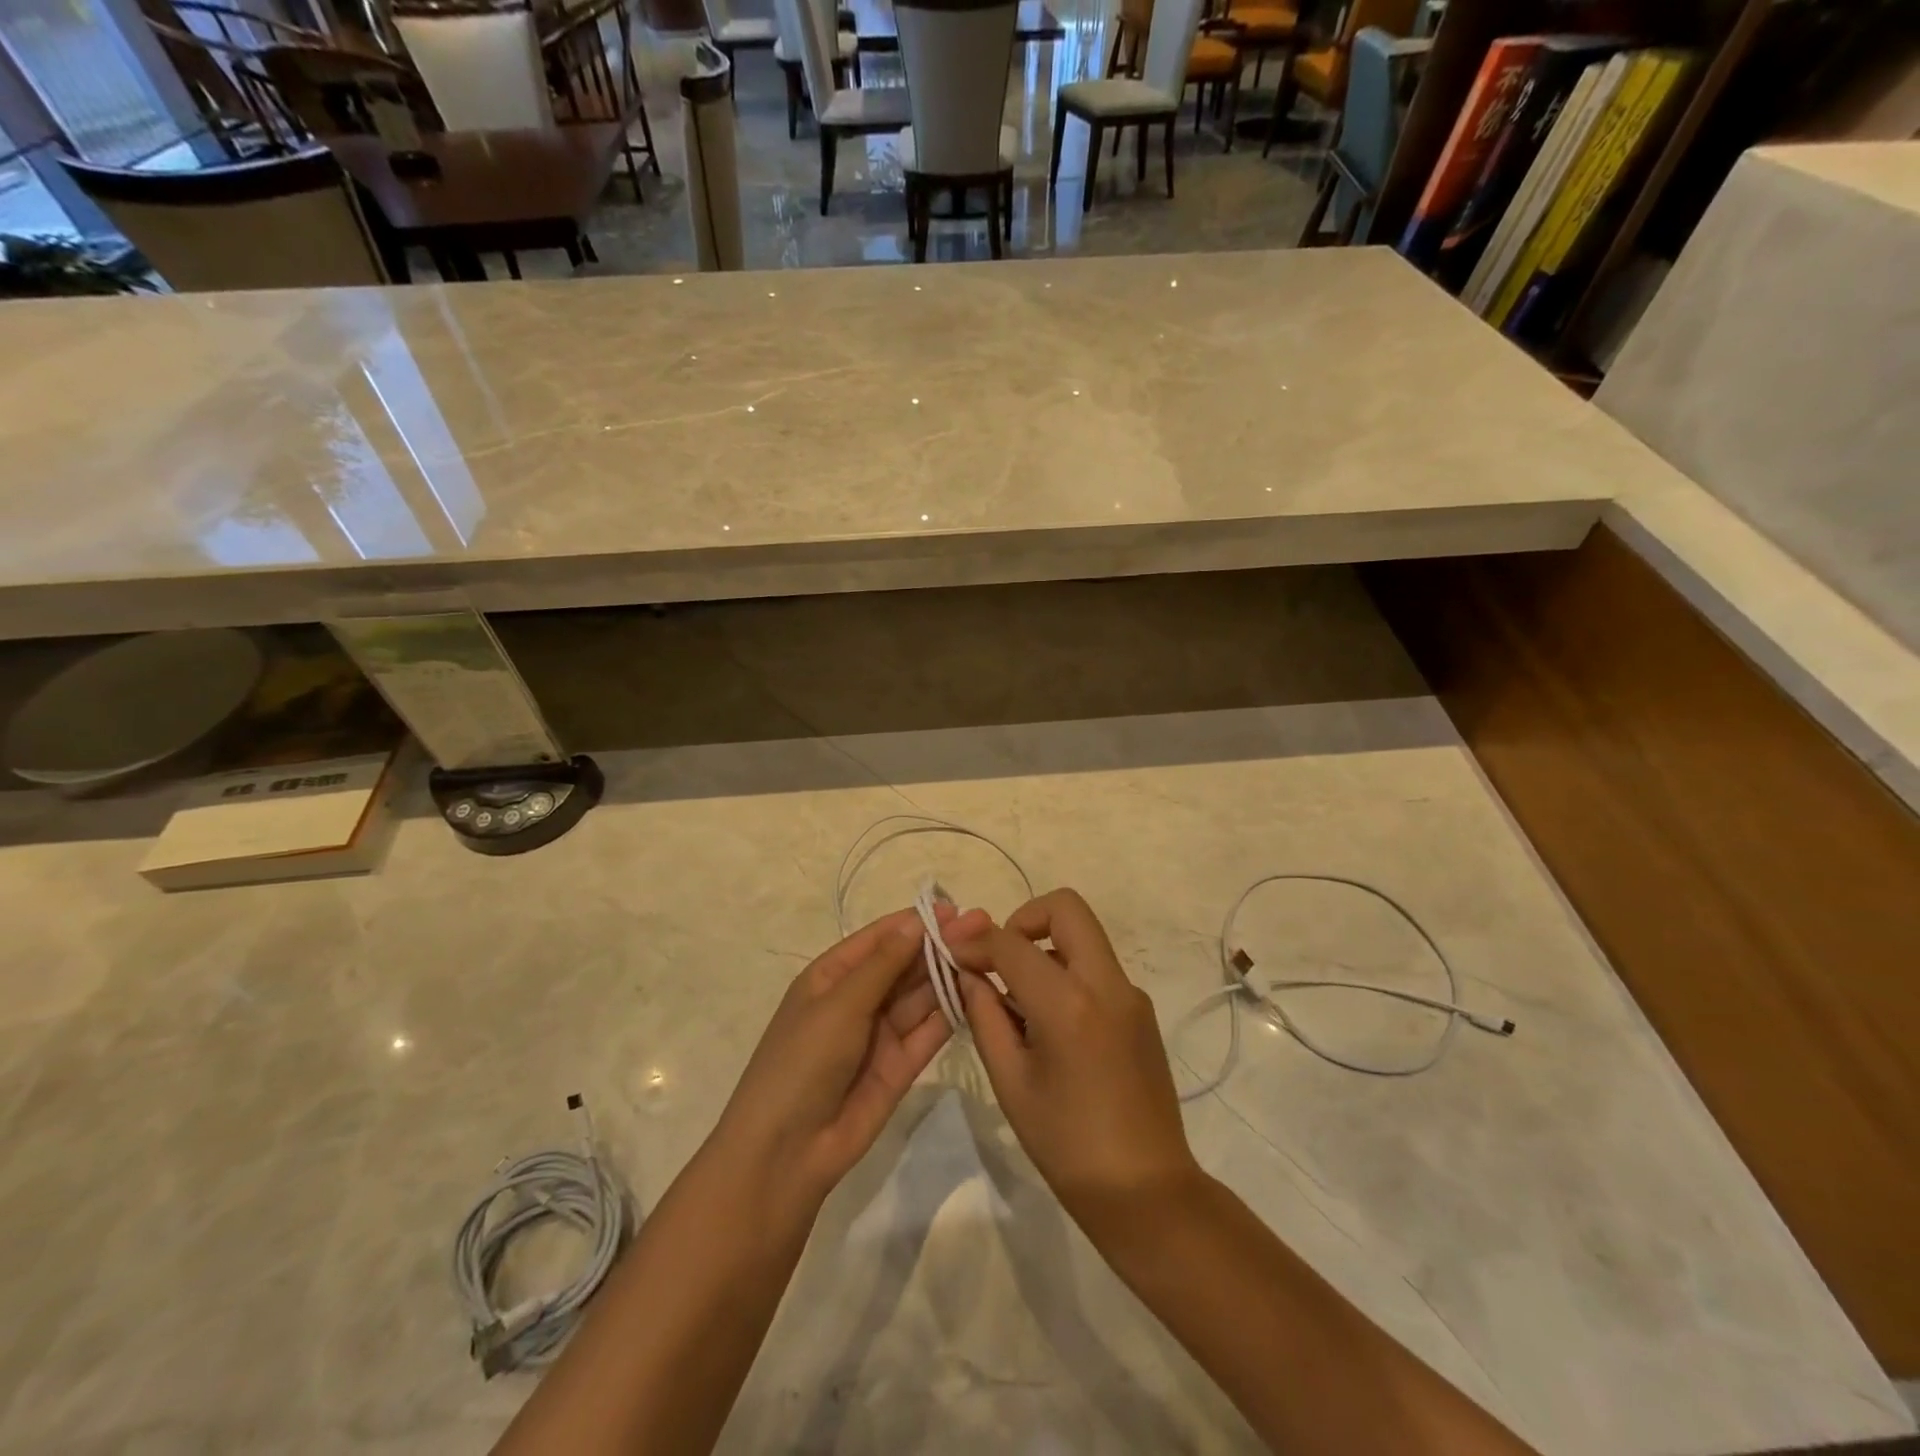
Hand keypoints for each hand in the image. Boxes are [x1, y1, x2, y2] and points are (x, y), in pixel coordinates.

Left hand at [713, 903, 991, 1213]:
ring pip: (920, 995)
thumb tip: (917, 920)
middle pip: (905, 964)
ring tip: (986, 954)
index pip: (879, 939)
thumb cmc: (803, 1061)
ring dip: (949, 974)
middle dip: (940, 945)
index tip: (955, 909)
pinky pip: (929, 1031)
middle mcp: (858, 999)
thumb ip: (884, 964)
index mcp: (832, 976)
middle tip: (983, 927)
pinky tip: (979, 992)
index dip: (915, 922)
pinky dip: (952, 1012)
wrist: (787, 1152)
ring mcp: (880, 1033)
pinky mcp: (900, 1066)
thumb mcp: (840, 1005)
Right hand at [950, 889, 1200, 1224]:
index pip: (1011, 943)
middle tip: (999, 958)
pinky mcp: (1140, 1009)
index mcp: (1069, 1004)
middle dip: (1023, 918)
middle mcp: (1107, 984)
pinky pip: (1097, 968)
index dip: (974, 940)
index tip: (952, 949)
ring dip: (1046, 946)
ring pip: (1083, 936)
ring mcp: (1130, 994)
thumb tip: (967, 973)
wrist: (1146, 1190)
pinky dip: (1066, 973)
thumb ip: (985, 1016)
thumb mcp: (1011, 1081)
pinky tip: (1049, 1024)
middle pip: (1066, 907)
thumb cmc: (1066, 1144)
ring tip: (1018, 1001)